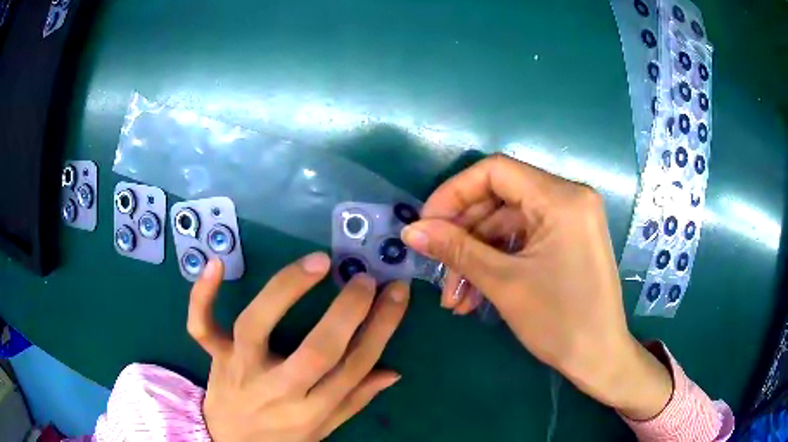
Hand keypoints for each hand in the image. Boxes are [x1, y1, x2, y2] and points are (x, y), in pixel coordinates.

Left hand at [187, 253, 408, 440]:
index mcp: (311, 410)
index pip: (355, 367)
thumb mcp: (323, 427)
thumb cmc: (281, 435)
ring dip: (285, 291)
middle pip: (316, 351)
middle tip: (364, 278)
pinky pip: (201, 325)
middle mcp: (277, 390)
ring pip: (256, 326)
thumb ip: (355, 399)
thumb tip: (392, 372)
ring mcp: (239, 368)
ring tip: (317, 264)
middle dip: (347, 312)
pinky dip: (203, 296)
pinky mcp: (214, 355)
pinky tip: (216, 264)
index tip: (395, 293)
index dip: (381, 328)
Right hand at [400, 154, 671, 419]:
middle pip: (500, 198)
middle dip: (464, 235)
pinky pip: (523, 240)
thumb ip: (455, 249)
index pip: (495, 171)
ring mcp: (570, 219)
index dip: (454, 192)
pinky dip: (498, 262)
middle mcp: (569, 198)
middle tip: (437, 269)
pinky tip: (476, 296)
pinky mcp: (568, 239)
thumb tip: (410, 231)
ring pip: (508, 224)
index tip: (427, 224)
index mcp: (561, 198)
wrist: (599, 358)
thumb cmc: (559, 322)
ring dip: (477, 257)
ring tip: (454, 299)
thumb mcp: (504, 283)